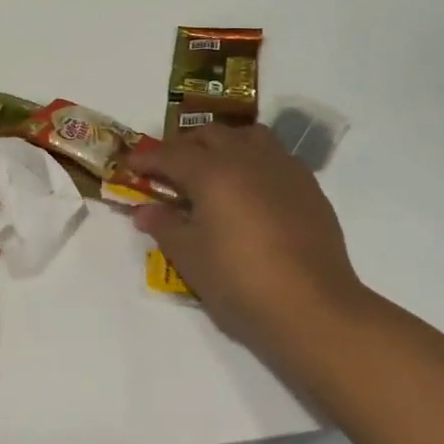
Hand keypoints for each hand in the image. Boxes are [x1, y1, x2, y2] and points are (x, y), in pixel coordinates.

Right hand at [129, 124, 366, 364]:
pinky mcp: (309, 186)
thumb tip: (145, 210)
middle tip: (170, 172)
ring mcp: (283, 168)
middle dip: (184, 147)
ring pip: (248, 136)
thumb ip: (164, 226)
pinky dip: (255, 161)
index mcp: (212, 172)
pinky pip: (275, 156)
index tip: (130, 165)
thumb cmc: (240, 283)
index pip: (170, 154)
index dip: (146, 158)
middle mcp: (247, 159)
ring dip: (224, 145)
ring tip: (214, 172)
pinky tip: (252, 191)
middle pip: (209, 134)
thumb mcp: (189, 258)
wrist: (313, 308)